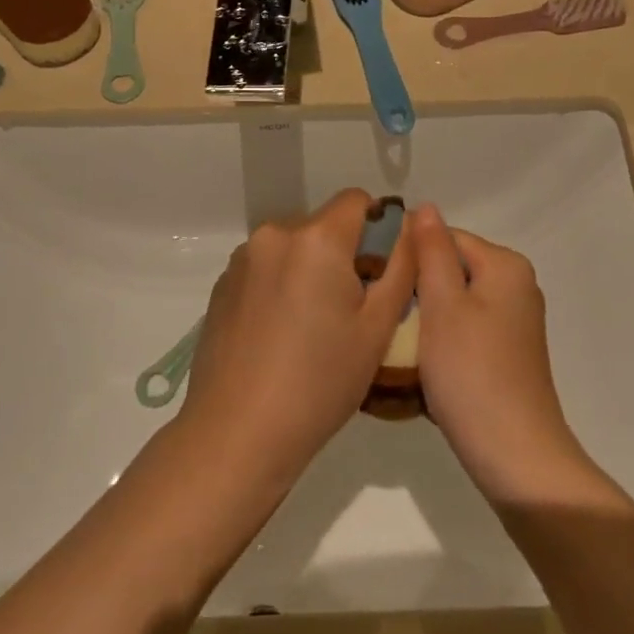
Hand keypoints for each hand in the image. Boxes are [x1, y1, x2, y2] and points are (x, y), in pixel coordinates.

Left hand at [182, 189, 414, 487]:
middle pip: (324, 225)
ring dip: (310, 269)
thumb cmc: (320, 381)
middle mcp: (275, 234)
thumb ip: (401, 266)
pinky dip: (281, 285)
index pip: (357, 200)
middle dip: (343, 253)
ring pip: (294, 247)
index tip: (381, 271)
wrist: (238, 433)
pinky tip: (280, 335)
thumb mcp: (377, 327)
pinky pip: (266, 268)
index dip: (378, 227)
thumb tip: (410, 226)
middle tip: (351, 309)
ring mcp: (243, 259)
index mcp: (316, 238)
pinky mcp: (222, 285)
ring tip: (313, 327)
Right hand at [409, 205, 586, 500]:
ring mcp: (513, 323)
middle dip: (416, 288)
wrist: (514, 456)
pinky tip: (418, 364)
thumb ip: (432, 252)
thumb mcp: (443, 304)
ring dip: (424, 317)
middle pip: (451, 269)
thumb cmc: (472, 372)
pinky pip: (464, 330)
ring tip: (392, 339)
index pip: (445, 237)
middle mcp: (516, 286)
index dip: (409, 253)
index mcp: (505, 266)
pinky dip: (441, 341)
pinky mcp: (506, 354)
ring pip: (454, 302)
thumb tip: (426, 207)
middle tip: (380, 310)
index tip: (375, 276)